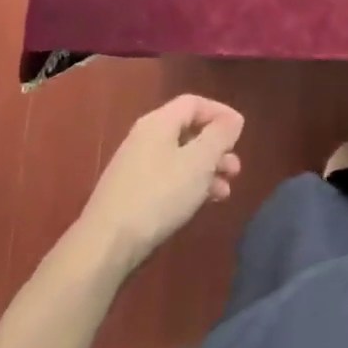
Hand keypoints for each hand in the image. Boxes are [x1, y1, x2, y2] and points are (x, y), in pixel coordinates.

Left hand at [75, 96, 243, 272]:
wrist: (107, 245)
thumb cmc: (159, 195)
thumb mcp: (199, 162)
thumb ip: (219, 136)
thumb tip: (233, 119)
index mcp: (159, 123)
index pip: (194, 103)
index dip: (220, 112)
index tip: (240, 131)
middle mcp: (145, 138)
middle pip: (188, 132)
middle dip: (216, 147)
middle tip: (235, 168)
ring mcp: (136, 166)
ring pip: (181, 158)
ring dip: (207, 170)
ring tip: (225, 191)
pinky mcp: (133, 193)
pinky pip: (169, 178)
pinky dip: (190, 185)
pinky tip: (203, 203)